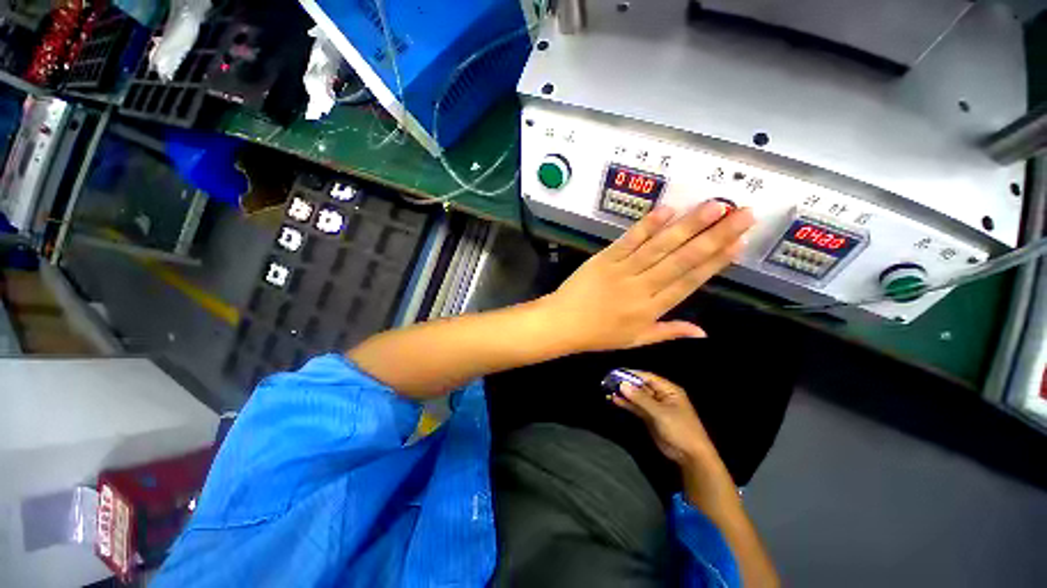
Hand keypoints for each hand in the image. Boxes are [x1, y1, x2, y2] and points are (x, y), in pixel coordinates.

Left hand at [538, 202, 754, 352]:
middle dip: (714, 236)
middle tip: (743, 214)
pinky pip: (628, 240)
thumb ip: (668, 333)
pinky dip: (647, 225)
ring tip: (715, 206)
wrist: (563, 323)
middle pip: (682, 260)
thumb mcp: (636, 341)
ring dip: (688, 225)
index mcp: (651, 309)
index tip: (739, 244)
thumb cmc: (599, 335)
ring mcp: (622, 270)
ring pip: (659, 246)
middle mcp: (642, 287)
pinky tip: (667, 209)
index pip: (689, 282)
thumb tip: (704, 332)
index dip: (715, 263)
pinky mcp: (604, 258)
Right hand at [609, 370, 713, 465]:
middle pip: (641, 386)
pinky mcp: (650, 417)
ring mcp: (655, 407)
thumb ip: (640, 398)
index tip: (616, 372)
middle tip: (609, 381)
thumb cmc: (679, 429)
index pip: (647, 377)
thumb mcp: (660, 412)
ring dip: (625, 394)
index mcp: (669, 390)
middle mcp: (661, 395)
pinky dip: (627, 404)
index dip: (632, 374)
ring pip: (637, 397)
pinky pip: (636, 407)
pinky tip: (615, 400)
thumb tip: (623, 385)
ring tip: (609, 390)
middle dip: (626, 384)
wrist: (690, 456)